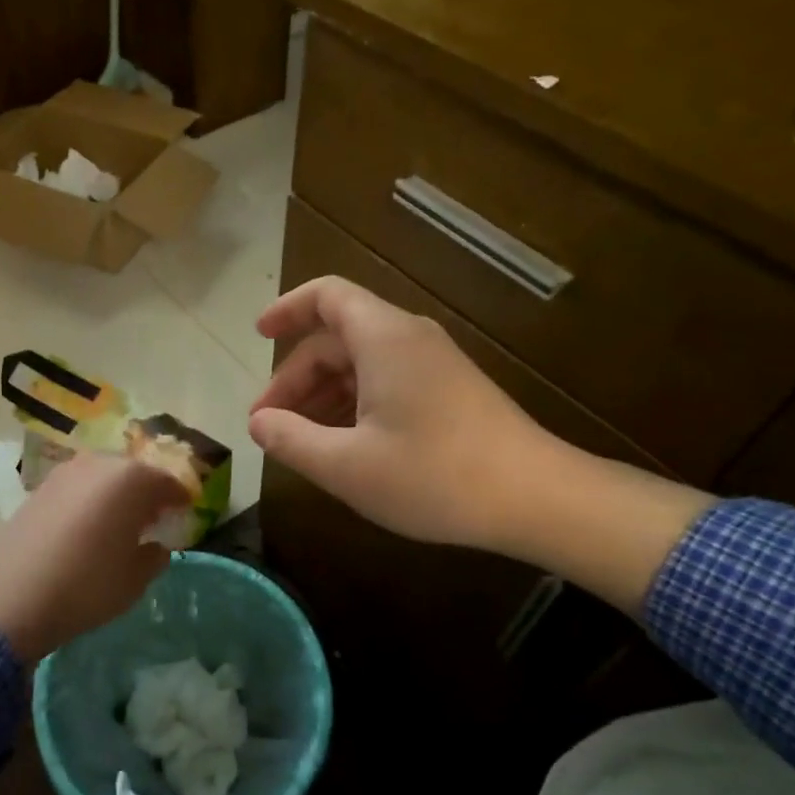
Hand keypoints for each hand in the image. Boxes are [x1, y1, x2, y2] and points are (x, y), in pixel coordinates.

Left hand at [0, 451, 188, 661]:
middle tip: (154, 520)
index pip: (168, 483)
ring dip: (116, 497)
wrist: (12, 596)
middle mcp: (99, 464)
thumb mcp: (135, 580)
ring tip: (119, 525)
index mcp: (132, 479)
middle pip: (135, 474)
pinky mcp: (40, 488)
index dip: (180, 500)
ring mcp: (65, 472)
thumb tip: (155, 546)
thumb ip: (154, 557)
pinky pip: (78, 489)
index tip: (185, 515)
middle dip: (147, 494)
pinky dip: (89, 502)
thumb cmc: (87, 585)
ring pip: (104, 478)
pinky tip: (87, 529)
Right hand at [248, 276, 555, 553]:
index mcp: (383, 338)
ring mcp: (433, 364)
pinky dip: (354, 404)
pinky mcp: (449, 391)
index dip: (287, 309)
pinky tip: (343, 446)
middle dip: (296, 377)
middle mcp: (408, 339)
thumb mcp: (347, 465)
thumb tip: (258, 423)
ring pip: (361, 363)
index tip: (258, 336)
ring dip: (323, 395)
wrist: (537, 498)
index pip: (326, 296)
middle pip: (337, 338)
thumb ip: (291, 440)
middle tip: (269, 424)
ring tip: (298, 441)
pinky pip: (386, 381)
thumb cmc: (435, 475)